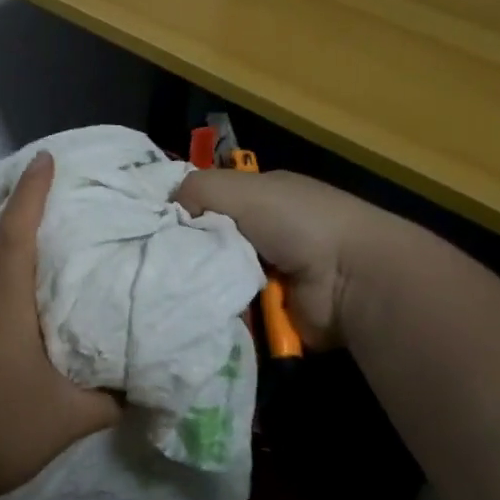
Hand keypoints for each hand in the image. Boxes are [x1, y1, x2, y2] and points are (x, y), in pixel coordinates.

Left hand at [0, 151, 119, 499]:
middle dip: (2, 203)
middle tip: (27, 182)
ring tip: (16, 225)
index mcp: (3, 307)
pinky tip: (4, 292)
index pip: (15, 234)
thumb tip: (141, 386)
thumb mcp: (69, 420)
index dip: (30, 193)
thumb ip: (110, 399)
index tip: (44, 159)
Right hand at [174, 168, 394, 348]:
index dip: (181, 210)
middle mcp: (264, 233)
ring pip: (214, 278)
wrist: (349, 279)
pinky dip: (216, 310)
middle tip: (154, 262)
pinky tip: (195, 309)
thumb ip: (198, 188)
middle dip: (185, 251)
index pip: (209, 200)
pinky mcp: (269, 312)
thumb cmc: (298, 222)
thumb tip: (168, 209)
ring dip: (198, 284)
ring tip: (170, 289)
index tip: (149, 225)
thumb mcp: (243, 188)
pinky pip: (229, 309)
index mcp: (262, 197)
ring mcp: (268, 274)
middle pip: (207, 242)